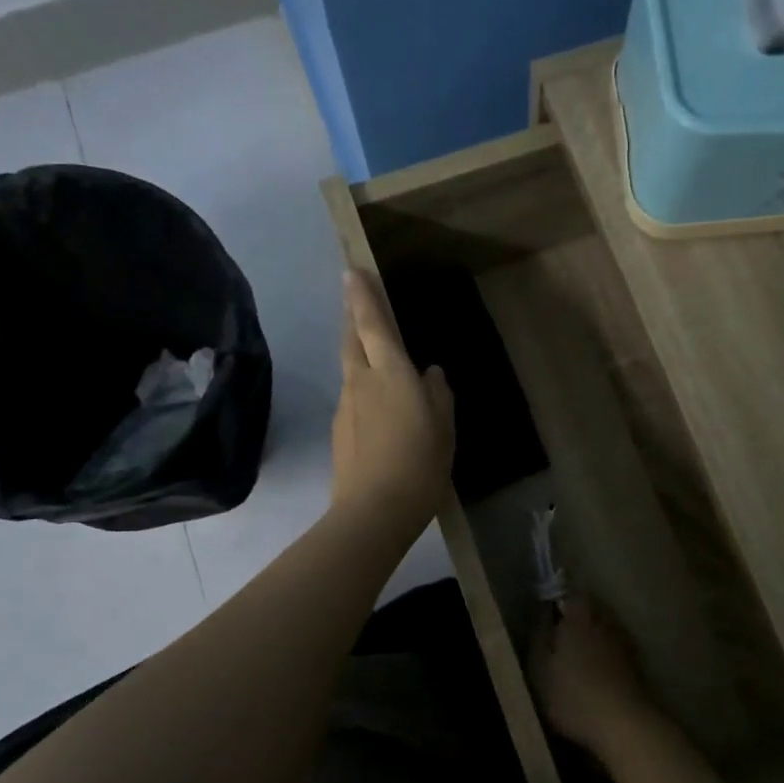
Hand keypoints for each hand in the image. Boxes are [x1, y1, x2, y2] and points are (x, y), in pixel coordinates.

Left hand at [331, 270, 454, 535]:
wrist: (373, 511)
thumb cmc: (419, 465)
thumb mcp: (444, 429)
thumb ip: (438, 395)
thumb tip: (431, 373)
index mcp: (391, 374)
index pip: (372, 324)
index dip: (362, 296)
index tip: (351, 271)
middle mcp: (362, 381)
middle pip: (351, 339)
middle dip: (352, 316)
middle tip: (355, 300)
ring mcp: (346, 406)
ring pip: (349, 367)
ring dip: (356, 350)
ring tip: (370, 349)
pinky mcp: (340, 430)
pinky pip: (352, 395)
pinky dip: (362, 386)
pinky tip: (377, 404)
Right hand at [532, 596, 662, 757]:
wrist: (622, 725)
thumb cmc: (572, 695)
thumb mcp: (539, 668)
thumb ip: (539, 636)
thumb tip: (543, 612)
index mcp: (579, 620)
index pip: (574, 595)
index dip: (563, 599)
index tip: (552, 609)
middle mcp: (604, 625)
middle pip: (594, 609)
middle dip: (581, 615)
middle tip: (563, 630)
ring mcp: (623, 646)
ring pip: (608, 628)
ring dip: (597, 634)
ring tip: (581, 651)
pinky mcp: (636, 668)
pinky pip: (618, 650)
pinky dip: (609, 654)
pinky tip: (599, 670)